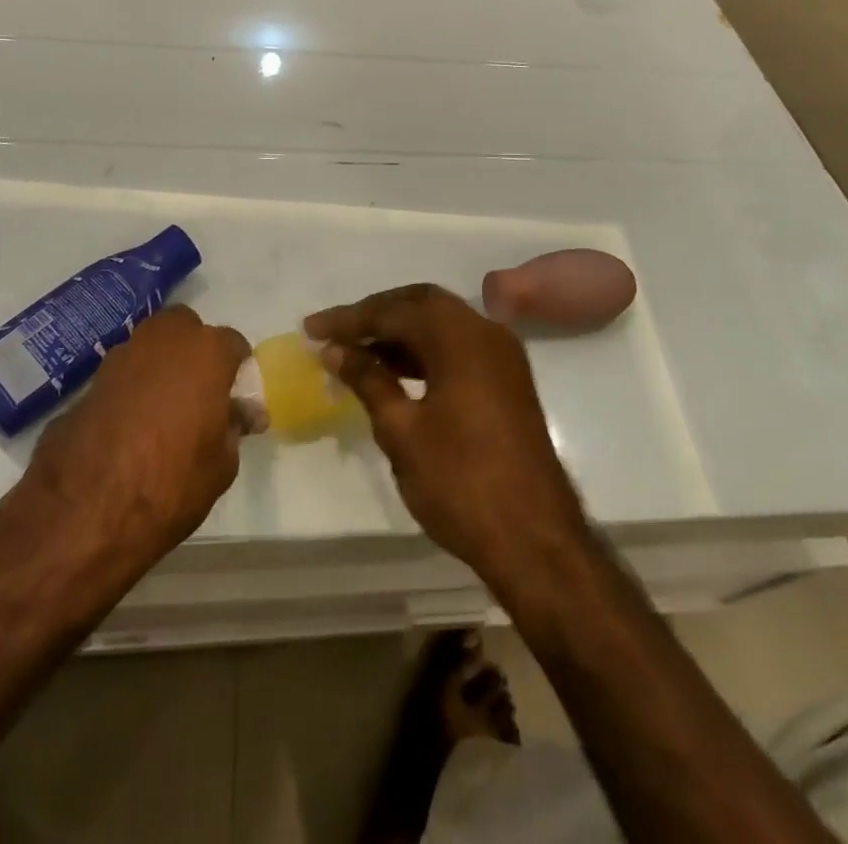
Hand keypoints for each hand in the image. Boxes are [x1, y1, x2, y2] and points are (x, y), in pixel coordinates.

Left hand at [26, 306, 252, 570]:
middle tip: (199, 391)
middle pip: (186, 328)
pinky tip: (131, 424)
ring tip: (164, 409)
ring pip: (150, 345)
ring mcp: (122, 356)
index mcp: (205, 353)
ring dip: (161, 365)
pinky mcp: (90, 380)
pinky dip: (131, 387)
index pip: (233, 344)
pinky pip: (123, 374)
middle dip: (195, 350)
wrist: (84, 509)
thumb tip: (237, 414)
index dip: (238, 370)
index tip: (237, 398)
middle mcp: (164, 340)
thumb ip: (233, 427)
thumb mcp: (221, 465)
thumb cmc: (170, 483)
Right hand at [305, 285, 588, 583]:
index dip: (348, 320)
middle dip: (376, 315)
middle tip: (335, 333)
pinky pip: (457, 347)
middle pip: (420, 304)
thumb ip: (367, 380)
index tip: (311, 329)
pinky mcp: (507, 380)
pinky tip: (394, 370)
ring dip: (399, 332)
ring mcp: (502, 356)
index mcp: (460, 337)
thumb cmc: (461, 483)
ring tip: (356, 352)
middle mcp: (485, 332)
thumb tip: (334, 351)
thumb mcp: (402, 431)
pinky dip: (423, 351)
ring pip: (441, 324)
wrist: (536, 542)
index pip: (393, 311)